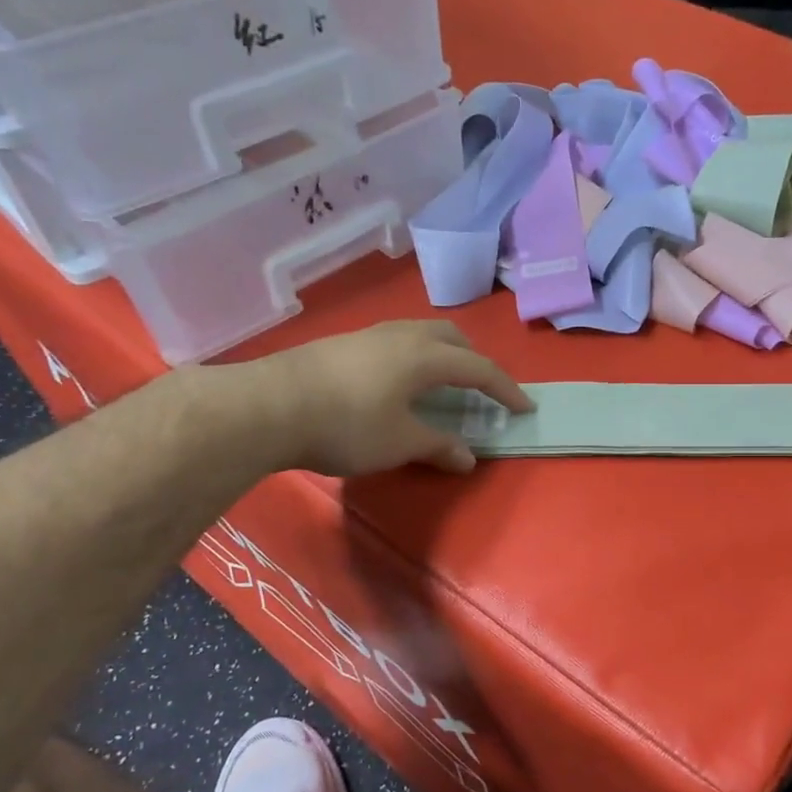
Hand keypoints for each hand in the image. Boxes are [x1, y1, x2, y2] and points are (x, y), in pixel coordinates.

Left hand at [226, 320, 532, 475]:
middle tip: (479, 389)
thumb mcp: (399, 443)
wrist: (267, 406)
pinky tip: (395, 385)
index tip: (524, 407)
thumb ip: (438, 445)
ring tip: (438, 385)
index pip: (479, 368)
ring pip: (420, 334)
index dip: (505, 389)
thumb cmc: (346, 425)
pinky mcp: (342, 344)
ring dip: (441, 355)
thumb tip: (467, 457)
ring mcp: (368, 335)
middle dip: (473, 361)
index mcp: (425, 356)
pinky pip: (394, 342)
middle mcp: (401, 336)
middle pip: (451, 337)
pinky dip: (412, 358)